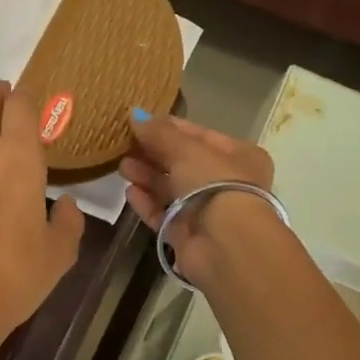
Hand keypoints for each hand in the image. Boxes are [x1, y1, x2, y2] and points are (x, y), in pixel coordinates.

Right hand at [119, 111, 275, 285]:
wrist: (226, 244)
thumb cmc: (215, 184)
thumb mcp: (186, 149)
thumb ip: (159, 133)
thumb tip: (135, 116)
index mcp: (238, 155)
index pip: (199, 135)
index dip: (169, 128)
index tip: (139, 122)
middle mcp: (225, 182)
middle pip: (183, 163)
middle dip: (153, 153)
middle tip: (124, 144)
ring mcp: (206, 211)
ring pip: (171, 189)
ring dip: (147, 176)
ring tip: (121, 166)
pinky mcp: (188, 235)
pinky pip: (164, 214)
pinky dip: (147, 203)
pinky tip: (129, 192)